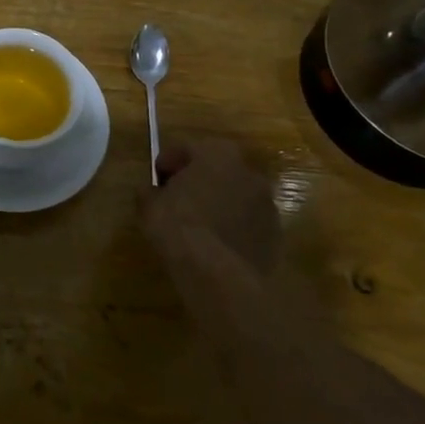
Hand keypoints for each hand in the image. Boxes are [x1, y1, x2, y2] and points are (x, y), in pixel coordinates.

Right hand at [139, 138, 281, 275]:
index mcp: (217, 154)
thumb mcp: (149, 205)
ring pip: (236, 197)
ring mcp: (267, 204)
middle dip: (198, 181)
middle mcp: (248, 171)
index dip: (167, 163)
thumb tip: (152, 192)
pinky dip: (233, 228)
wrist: (218, 274)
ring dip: (219, 204)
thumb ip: (150, 192)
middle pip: (217, 170)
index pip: (187, 149)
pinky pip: (247, 223)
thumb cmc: (179, 226)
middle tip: (178, 199)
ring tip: (199, 226)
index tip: (156, 179)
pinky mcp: (275, 234)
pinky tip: (216, 244)